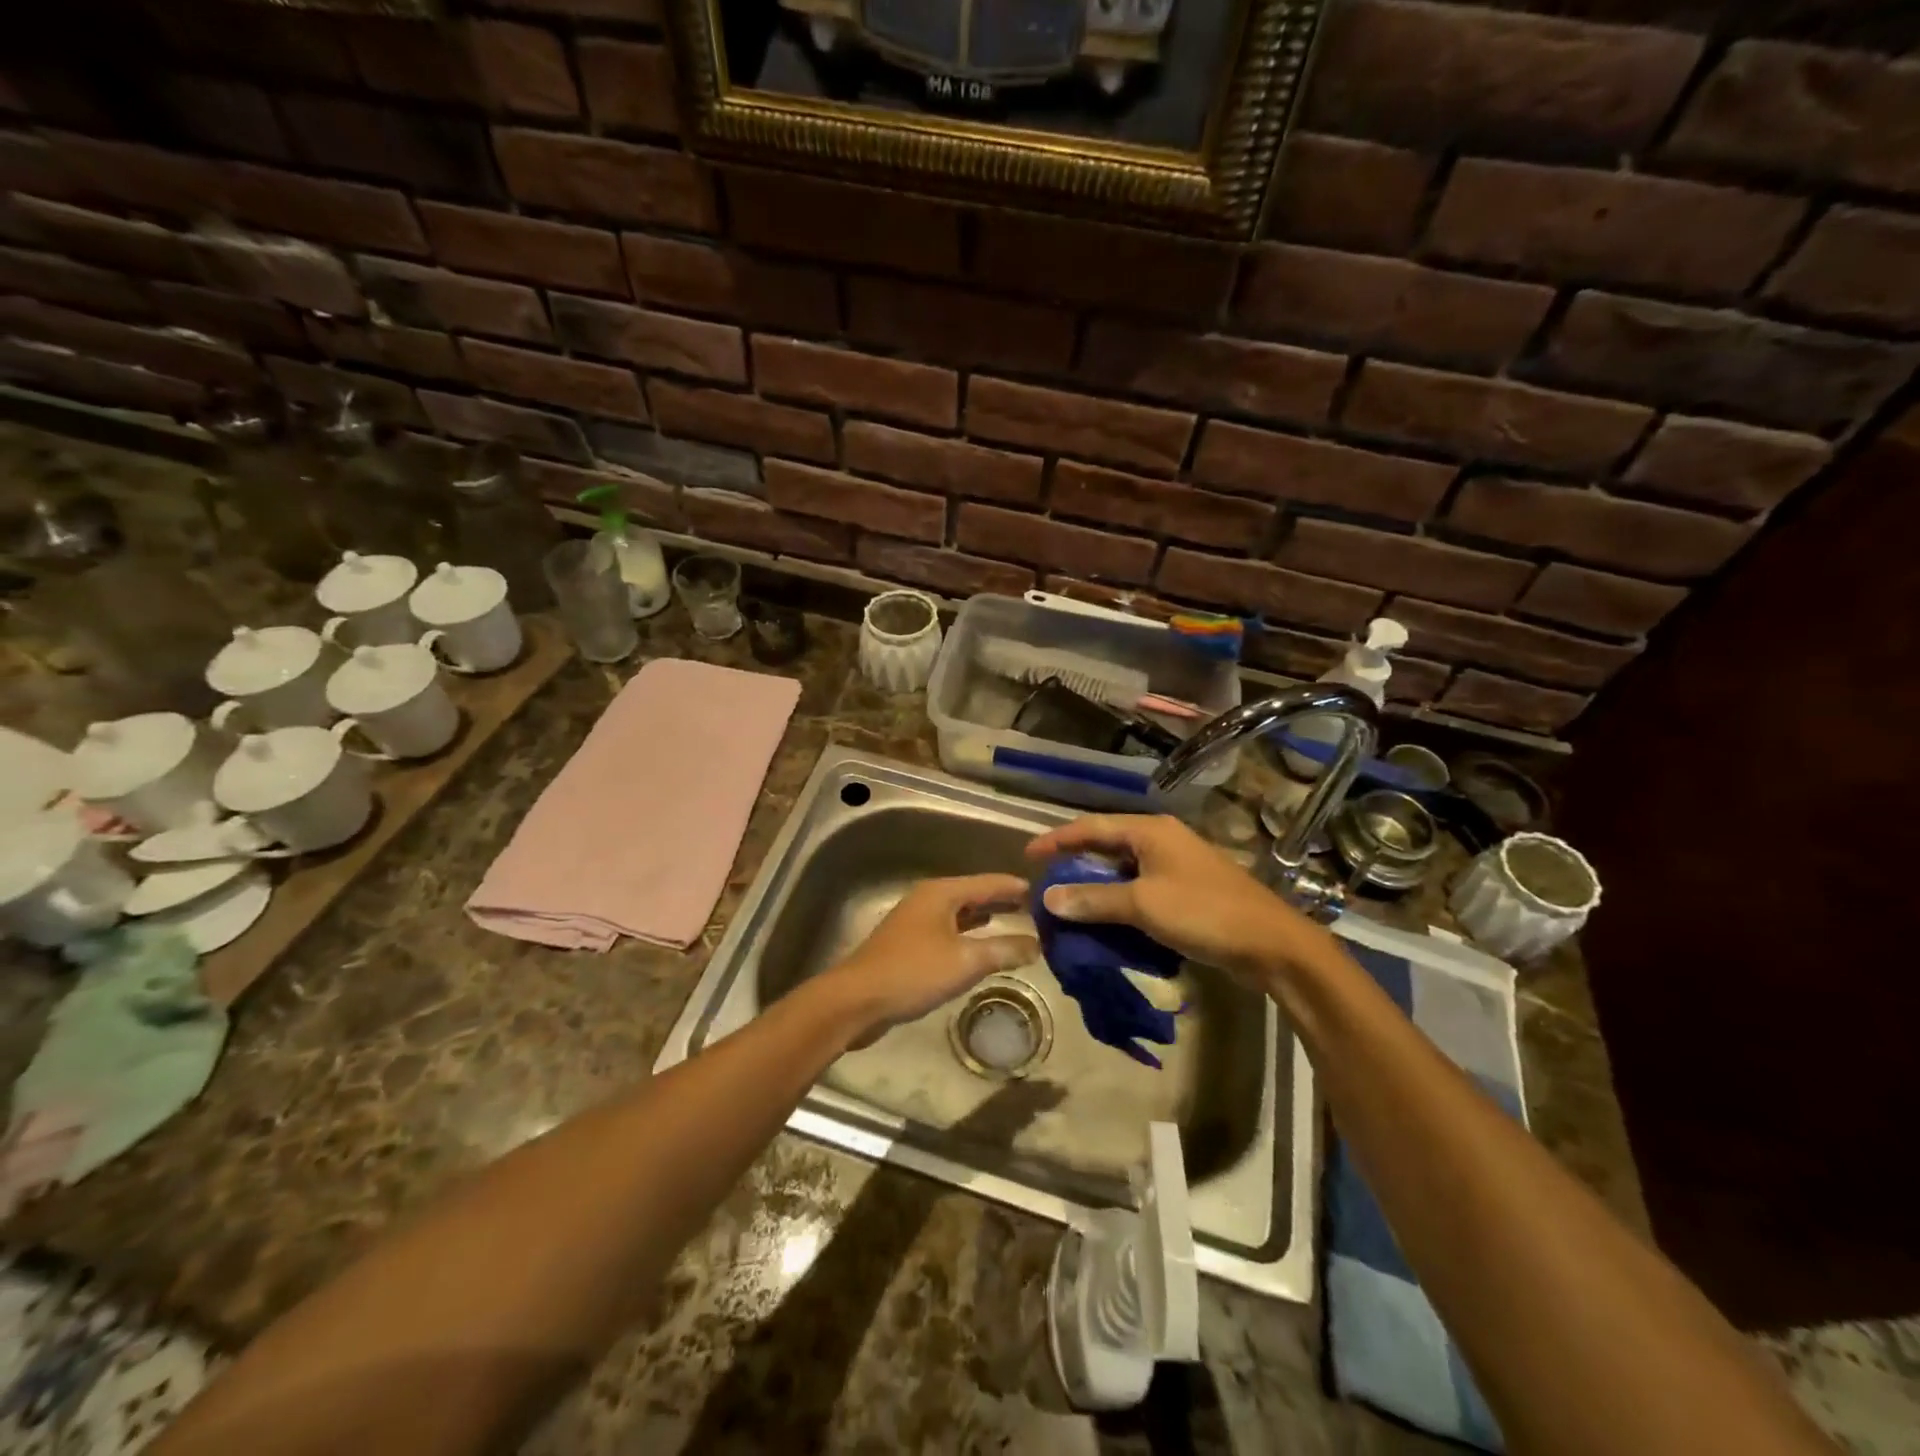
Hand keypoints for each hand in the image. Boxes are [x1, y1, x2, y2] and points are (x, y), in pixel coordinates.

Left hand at [821, 874, 1038, 1041]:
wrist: (857, 1000)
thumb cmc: (913, 973)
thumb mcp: (966, 962)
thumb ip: (1005, 950)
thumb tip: (1038, 944)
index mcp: (942, 893)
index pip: (988, 882)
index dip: (1016, 887)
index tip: (1046, 891)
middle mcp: (929, 899)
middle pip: (974, 894)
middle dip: (1003, 901)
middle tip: (1037, 908)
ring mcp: (916, 921)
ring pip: (960, 913)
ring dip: (987, 917)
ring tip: (1017, 922)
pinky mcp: (909, 944)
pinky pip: (949, 930)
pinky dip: (970, 933)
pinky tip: (982, 945)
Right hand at [1025, 815, 1337, 988]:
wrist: (1270, 944)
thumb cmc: (1204, 913)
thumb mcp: (1143, 905)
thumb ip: (1094, 899)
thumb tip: (1049, 899)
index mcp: (1150, 831)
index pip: (1091, 827)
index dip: (1057, 840)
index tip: (1027, 855)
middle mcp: (1160, 840)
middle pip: (1106, 845)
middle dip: (1074, 863)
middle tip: (1045, 882)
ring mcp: (1175, 865)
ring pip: (1122, 869)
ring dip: (1095, 885)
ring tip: (1066, 903)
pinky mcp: (1185, 890)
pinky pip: (1139, 889)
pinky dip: (1117, 901)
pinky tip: (1103, 919)